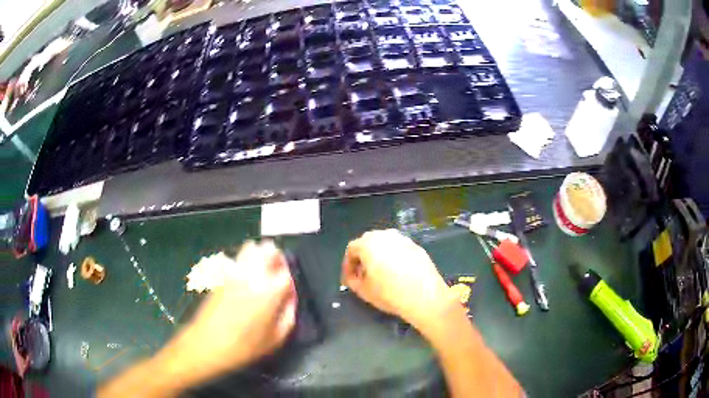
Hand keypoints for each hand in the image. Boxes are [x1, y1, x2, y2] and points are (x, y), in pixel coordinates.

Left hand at [169, 240, 296, 377]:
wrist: (207, 344)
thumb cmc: (244, 346)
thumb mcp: (276, 339)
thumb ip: (288, 314)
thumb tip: (289, 298)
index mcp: (268, 291)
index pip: (285, 272)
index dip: (289, 279)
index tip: (287, 289)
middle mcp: (251, 275)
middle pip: (268, 249)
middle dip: (275, 257)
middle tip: (275, 273)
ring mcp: (233, 272)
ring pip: (250, 248)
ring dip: (259, 255)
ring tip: (259, 271)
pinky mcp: (220, 274)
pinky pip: (235, 259)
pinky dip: (243, 262)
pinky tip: (242, 279)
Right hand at [341, 230, 455, 331]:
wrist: (425, 296)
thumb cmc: (389, 293)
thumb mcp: (363, 291)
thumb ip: (352, 280)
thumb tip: (353, 277)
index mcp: (368, 243)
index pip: (351, 249)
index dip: (347, 265)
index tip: (349, 279)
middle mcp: (385, 236)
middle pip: (368, 242)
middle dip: (362, 258)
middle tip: (362, 275)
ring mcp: (403, 239)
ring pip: (385, 244)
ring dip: (379, 256)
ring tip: (380, 273)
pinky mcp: (417, 247)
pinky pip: (399, 249)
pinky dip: (394, 257)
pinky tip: (397, 273)